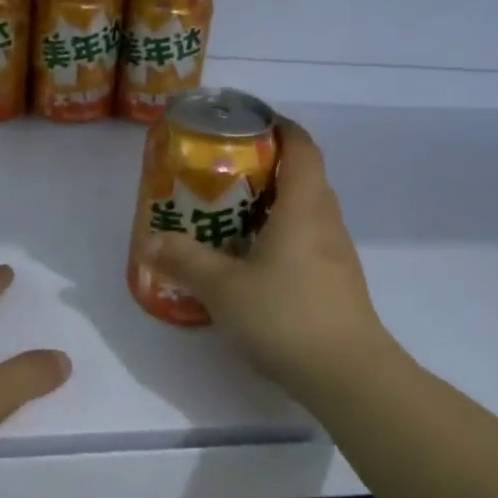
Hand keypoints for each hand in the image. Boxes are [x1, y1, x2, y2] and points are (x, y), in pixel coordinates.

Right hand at [148, 120, 394, 391]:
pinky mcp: (337, 282)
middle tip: (225, 173)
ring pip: (306, 211)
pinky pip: (308, 240)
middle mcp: (326, 221)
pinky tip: (253, 261)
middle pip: (304, 176)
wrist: (348, 375)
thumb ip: (185, 261)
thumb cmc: (286, 316)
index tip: (250, 123)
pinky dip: (282, 235)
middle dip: (267, 166)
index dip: (280, 127)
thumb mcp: (223, 288)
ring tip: (231, 215)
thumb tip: (149, 242)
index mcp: (303, 207)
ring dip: (274, 204)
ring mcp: (337, 254)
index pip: (301, 147)